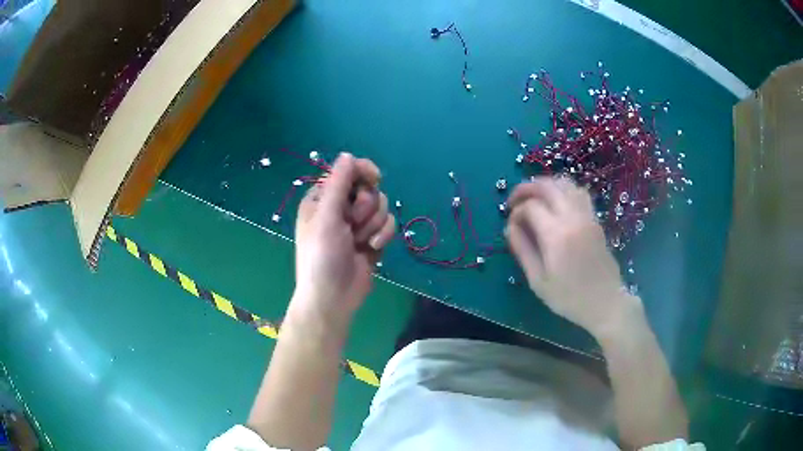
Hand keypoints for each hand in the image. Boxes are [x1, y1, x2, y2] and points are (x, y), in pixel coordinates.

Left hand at [292, 153, 395, 324]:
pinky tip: (373, 248)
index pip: (347, 172)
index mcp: (322, 199)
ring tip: (360, 240)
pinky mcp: (372, 238)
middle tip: (352, 223)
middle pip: (368, 188)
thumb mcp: (326, 217)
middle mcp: (340, 208)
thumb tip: (348, 154)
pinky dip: (383, 235)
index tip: (374, 178)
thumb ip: (338, 183)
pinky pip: (388, 224)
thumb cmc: (322, 256)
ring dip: (374, 223)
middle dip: (365, 206)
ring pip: (381, 206)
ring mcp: (357, 224)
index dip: (362, 172)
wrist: (334, 297)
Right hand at [506, 176, 636, 336]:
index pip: (531, 207)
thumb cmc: (569, 298)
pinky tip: (556, 203)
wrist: (605, 302)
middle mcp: (573, 218)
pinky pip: (579, 192)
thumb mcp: (538, 281)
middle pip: (548, 186)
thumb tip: (509, 227)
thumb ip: (523, 250)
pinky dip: (563, 190)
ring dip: (546, 185)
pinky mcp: (595, 220)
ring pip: (566, 184)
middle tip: (515, 200)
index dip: (516, 211)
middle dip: (527, 188)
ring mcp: (587, 216)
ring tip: (535, 197)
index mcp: (556, 235)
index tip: (511, 225)